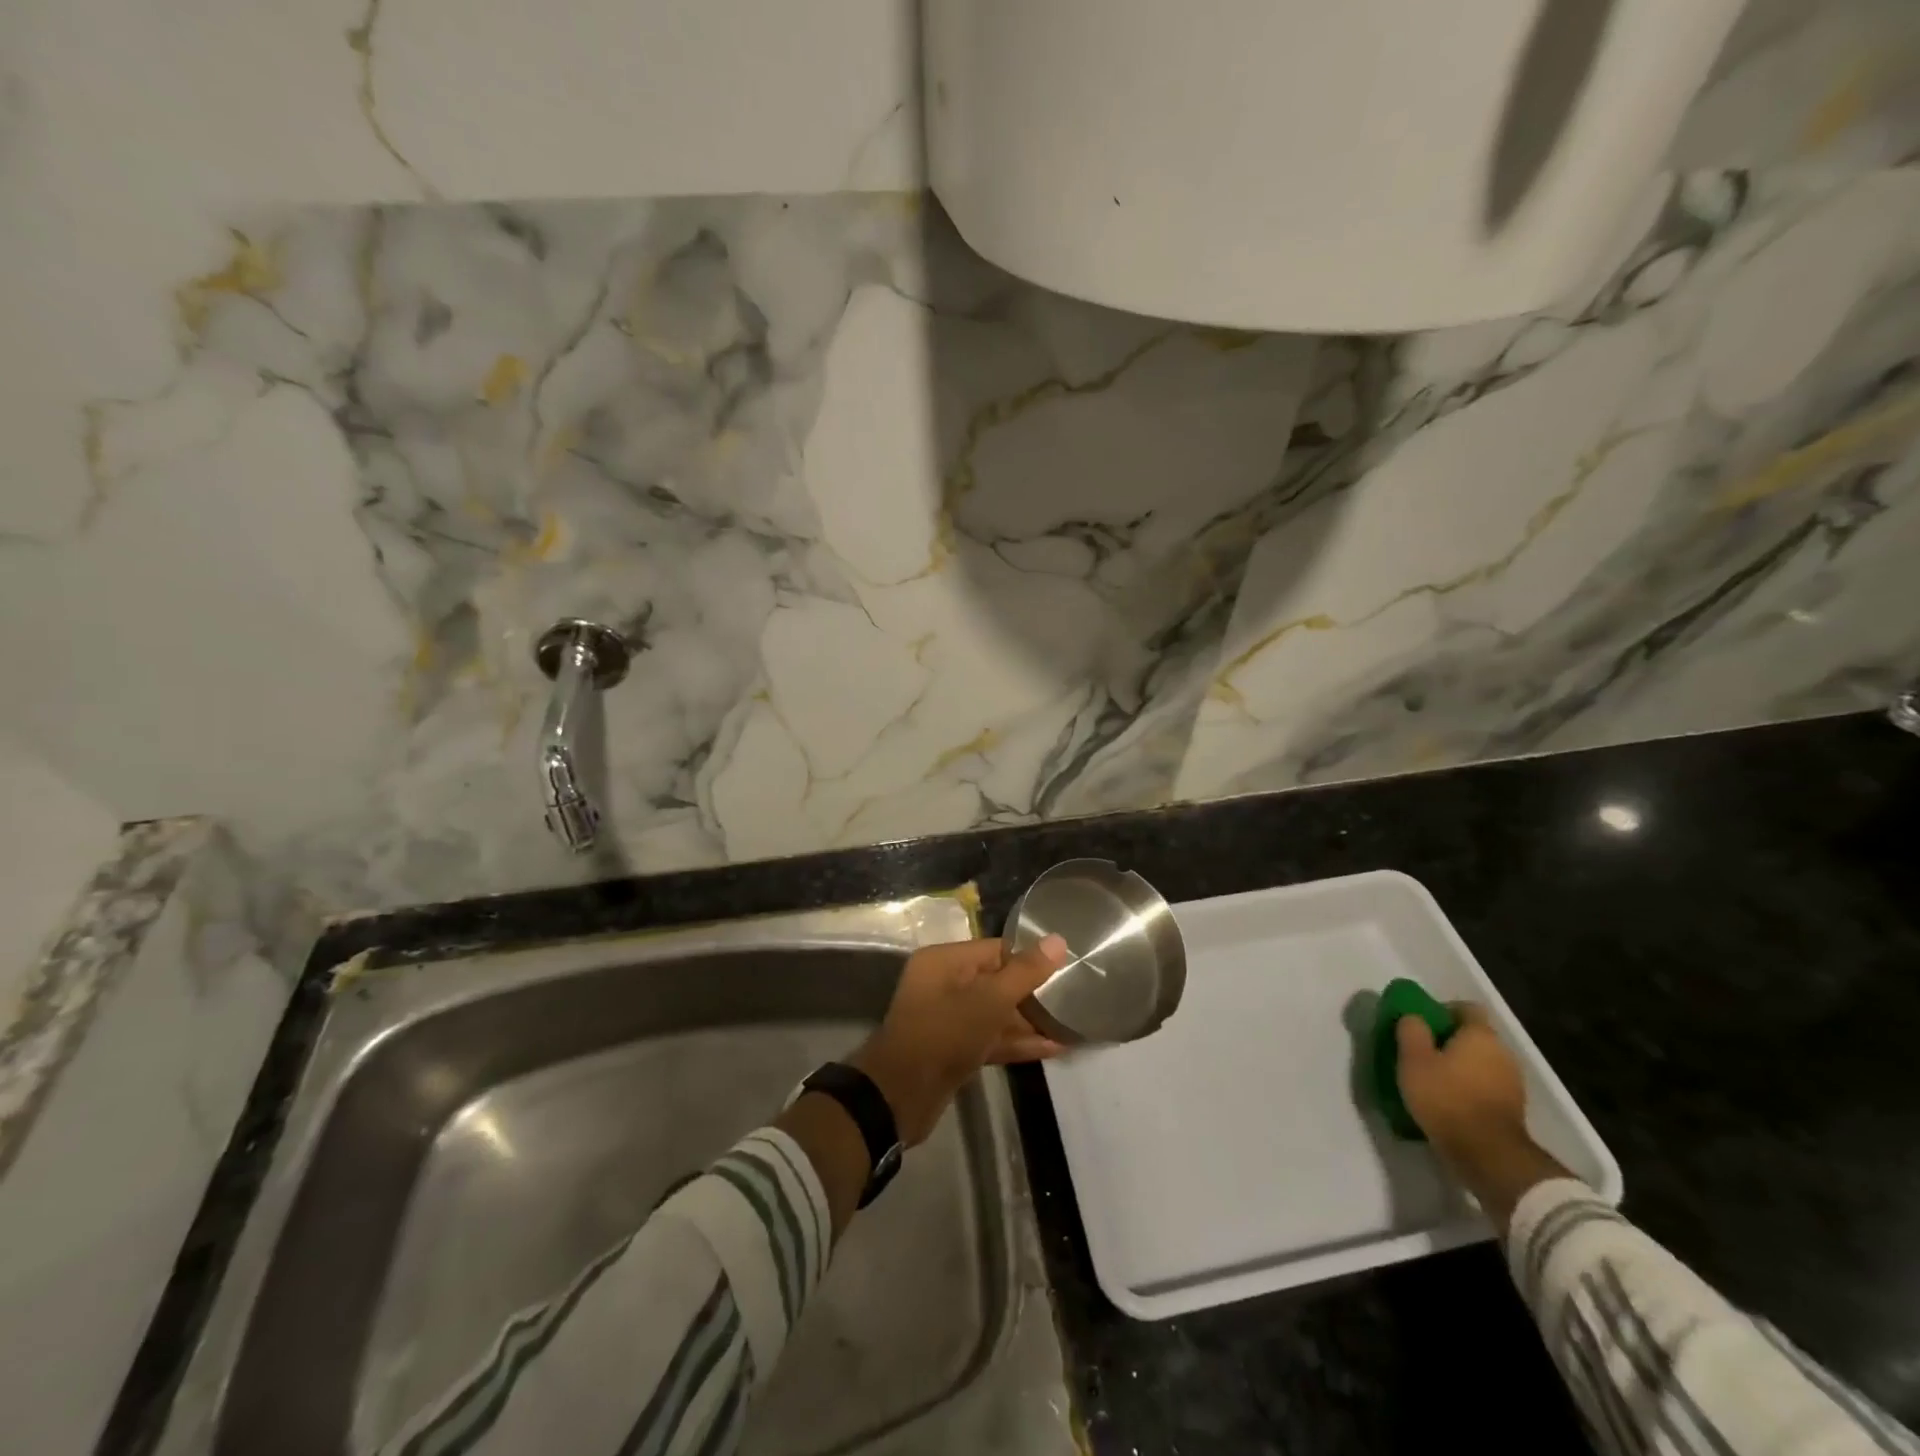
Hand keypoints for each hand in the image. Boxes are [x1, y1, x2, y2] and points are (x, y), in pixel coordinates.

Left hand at [848, 934, 1069, 1145]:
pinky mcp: (954, 1050)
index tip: (1065, 966)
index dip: (1029, 957)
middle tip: (1072, 997)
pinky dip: (1016, 1042)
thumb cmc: (946, 1033)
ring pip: (995, 1013)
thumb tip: (1057, 940)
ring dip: (1028, 1021)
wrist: (901, 1095)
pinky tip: (1052, 1048)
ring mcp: (948, 1019)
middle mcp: (944, 984)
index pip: (995, 949)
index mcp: (945, 961)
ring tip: (1070, 1024)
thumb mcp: (990, 999)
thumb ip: (1025, 972)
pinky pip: (990, 1037)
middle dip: (1032, 992)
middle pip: (996, 980)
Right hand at [1395, 1003, 1527, 1157]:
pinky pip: (1486, 1086)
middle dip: (1449, 1041)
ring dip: (1460, 1066)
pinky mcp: (1513, 1109)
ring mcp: (1512, 1083)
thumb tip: (1414, 1017)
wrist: (1488, 1155)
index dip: (1442, 1010)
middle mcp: (1503, 1053)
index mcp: (1481, 1035)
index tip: (1421, 1023)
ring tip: (1433, 1079)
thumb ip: (1411, 1029)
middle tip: (1421, 1052)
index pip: (1466, 1008)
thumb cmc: (1447, 1097)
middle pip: (1474, 1036)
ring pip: (1480, 1062)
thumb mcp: (1413, 1059)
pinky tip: (1449, 1102)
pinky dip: (1469, 1088)